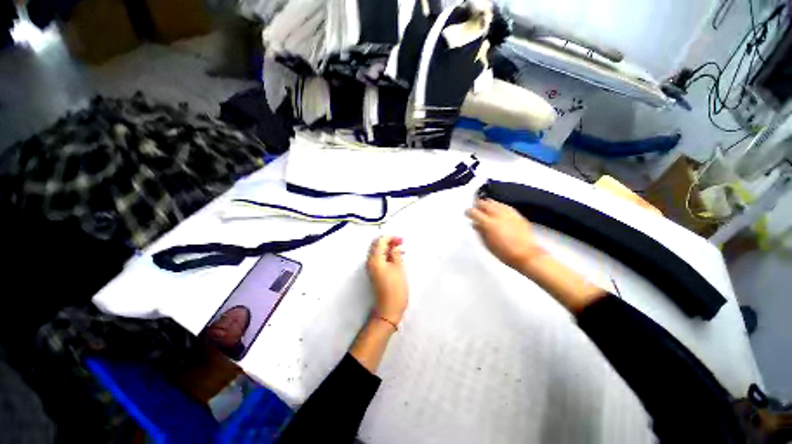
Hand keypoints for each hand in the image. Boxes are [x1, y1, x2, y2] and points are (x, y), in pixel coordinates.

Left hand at [366, 236, 407, 323]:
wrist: (388, 309)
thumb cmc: (396, 289)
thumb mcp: (399, 268)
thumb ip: (396, 254)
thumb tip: (394, 246)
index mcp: (375, 259)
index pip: (380, 241)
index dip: (390, 238)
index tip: (401, 240)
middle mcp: (370, 262)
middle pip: (376, 245)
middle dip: (388, 241)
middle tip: (400, 243)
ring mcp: (371, 268)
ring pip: (377, 251)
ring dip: (387, 248)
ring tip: (400, 249)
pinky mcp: (374, 273)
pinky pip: (378, 258)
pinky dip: (386, 255)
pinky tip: (396, 257)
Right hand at [466, 198, 545, 274]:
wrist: (526, 255)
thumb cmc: (505, 253)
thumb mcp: (487, 244)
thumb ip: (480, 231)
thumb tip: (476, 224)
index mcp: (488, 223)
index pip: (474, 212)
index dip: (469, 212)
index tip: (467, 213)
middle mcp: (498, 216)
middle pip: (485, 204)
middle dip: (478, 205)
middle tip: (475, 207)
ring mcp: (508, 214)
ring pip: (495, 203)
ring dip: (488, 203)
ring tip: (485, 206)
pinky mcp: (517, 215)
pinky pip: (505, 206)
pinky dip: (499, 206)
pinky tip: (498, 208)